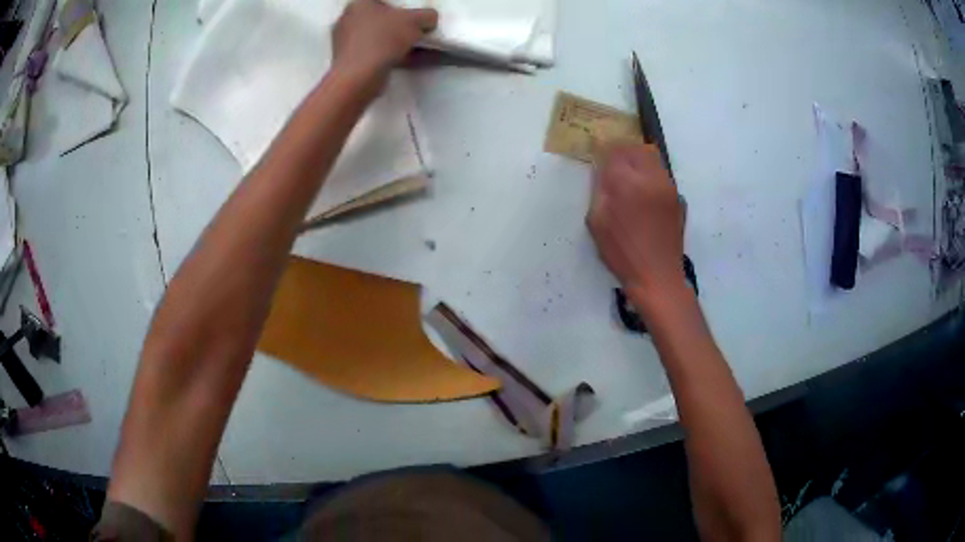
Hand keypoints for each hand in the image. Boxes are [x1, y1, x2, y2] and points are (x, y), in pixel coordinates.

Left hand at [332, 0, 437, 85]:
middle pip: (382, 20)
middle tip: (419, 33)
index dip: (403, 8)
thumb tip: (429, 20)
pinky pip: (376, 55)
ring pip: (379, 39)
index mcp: (359, 4)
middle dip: (401, 27)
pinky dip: (393, 57)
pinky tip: (412, 62)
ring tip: (420, 50)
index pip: (385, 1)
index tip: (415, 18)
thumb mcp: (416, 20)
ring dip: (400, 44)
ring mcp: (345, 43)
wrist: (359, 77)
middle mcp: (348, 20)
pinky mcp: (348, 63)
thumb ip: (427, 16)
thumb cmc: (384, 39)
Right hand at [587, 144, 686, 302]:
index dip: (603, 151)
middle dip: (623, 152)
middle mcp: (651, 178)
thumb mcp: (597, 222)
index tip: (597, 158)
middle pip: (637, 148)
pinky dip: (651, 177)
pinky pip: (662, 176)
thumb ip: (599, 190)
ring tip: (630, 179)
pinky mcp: (678, 198)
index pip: (614, 150)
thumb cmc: (622, 252)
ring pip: (653, 158)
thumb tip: (603, 171)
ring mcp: (668, 187)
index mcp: (627, 183)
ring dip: (639, 161)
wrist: (657, 276)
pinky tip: (645, 197)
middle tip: (613, 166)